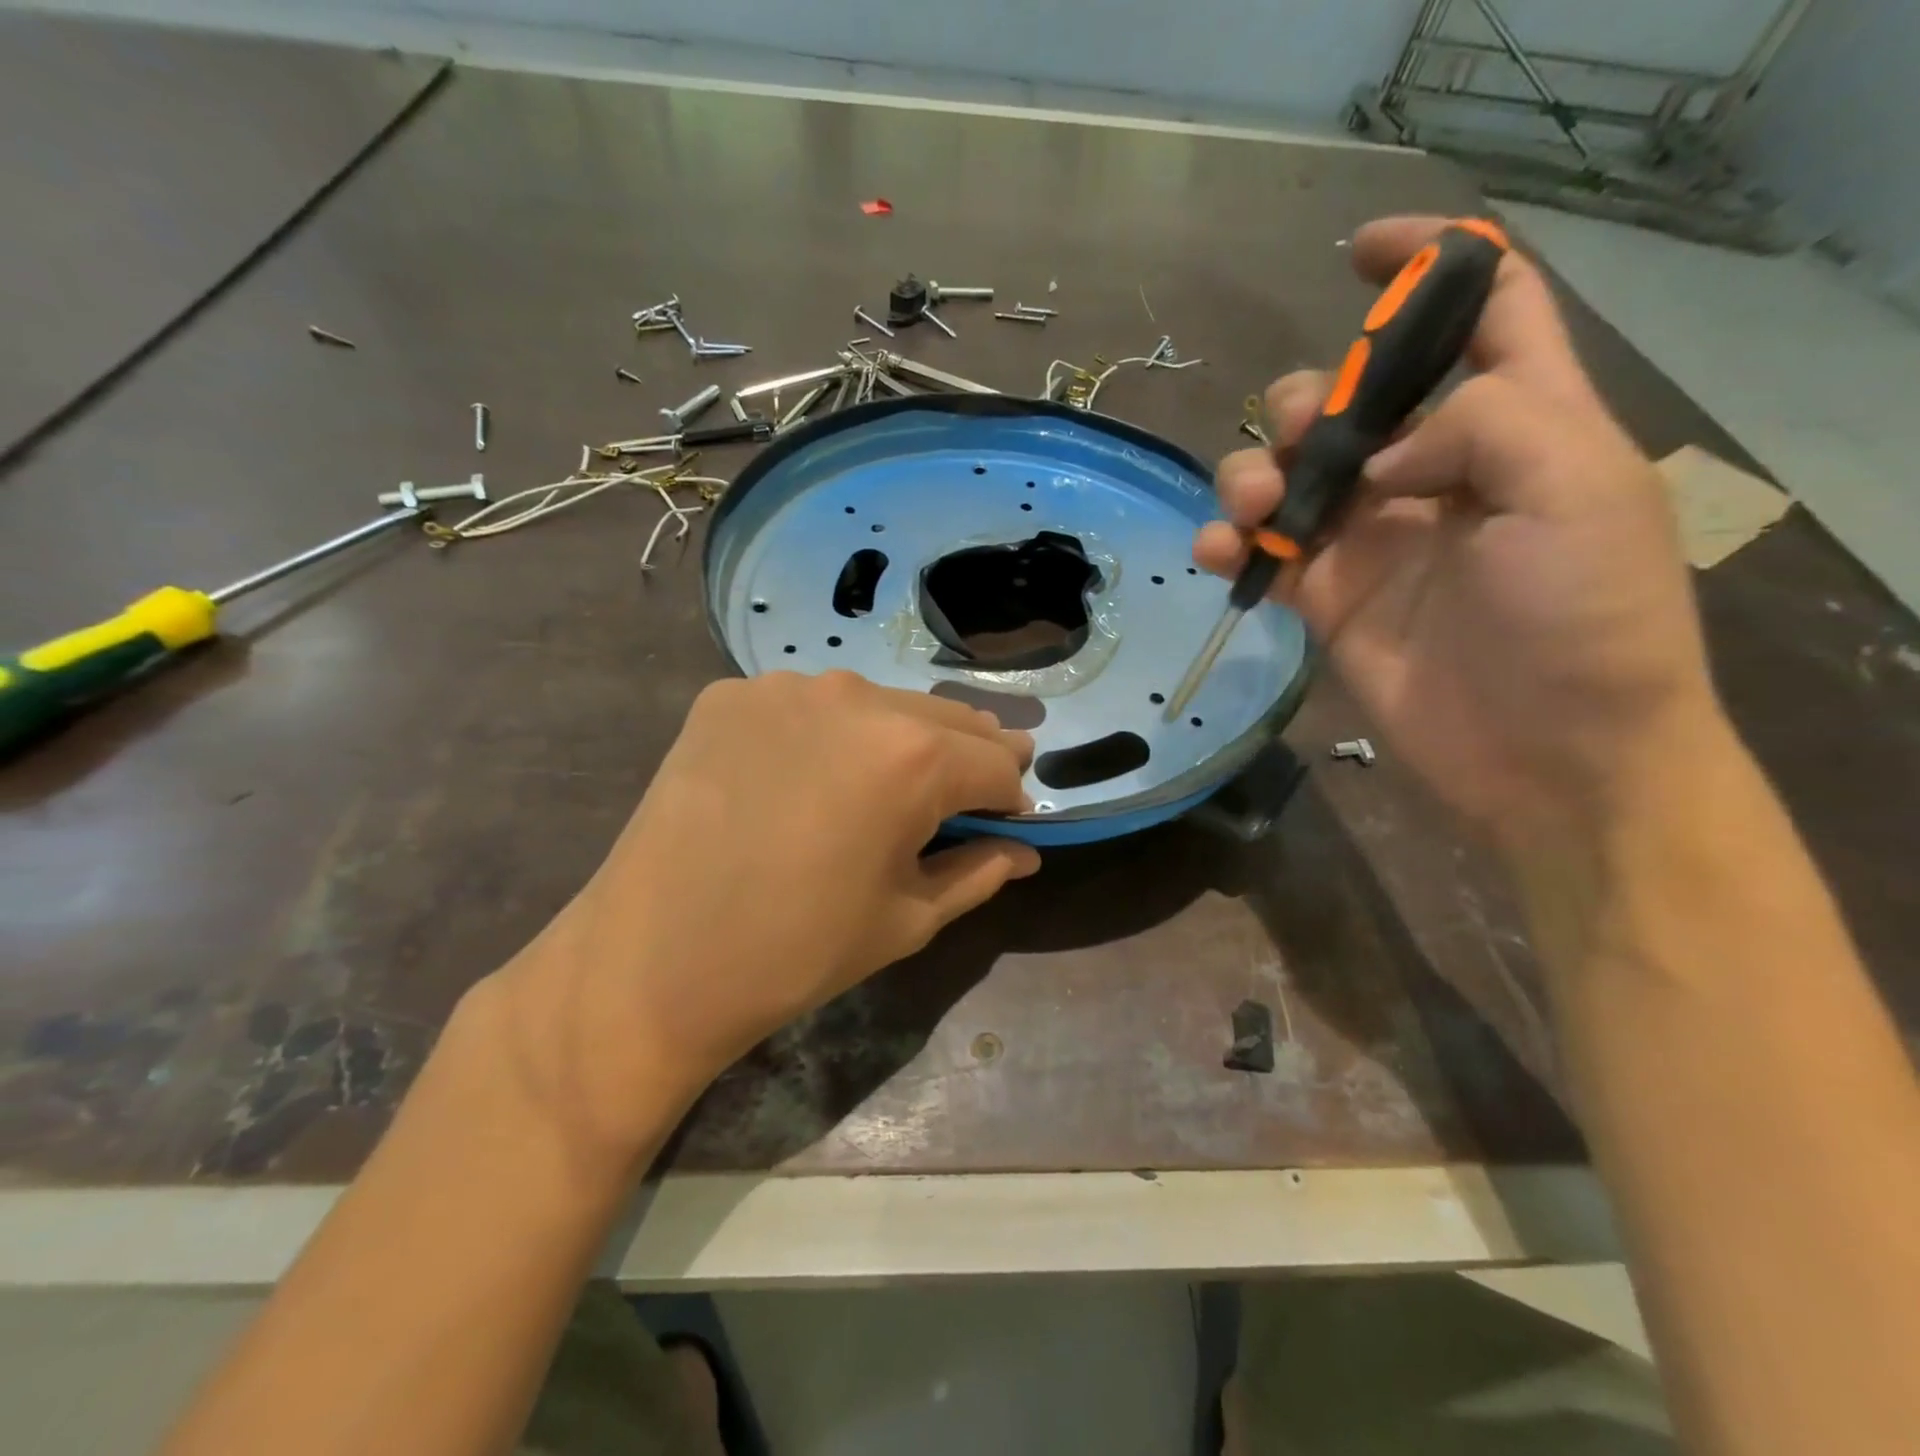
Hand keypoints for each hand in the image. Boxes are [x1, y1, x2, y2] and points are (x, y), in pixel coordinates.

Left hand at [492, 671, 1037, 1157]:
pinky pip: (806, 706)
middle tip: (963, 797)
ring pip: (877, 704)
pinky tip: (803, 778)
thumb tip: (1024, 852)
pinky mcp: (731, 694)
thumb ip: (979, 872)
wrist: (651, 962)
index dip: (1009, 796)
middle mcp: (857, 697)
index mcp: (913, 756)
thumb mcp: (907, 918)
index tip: (1005, 821)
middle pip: (945, 720)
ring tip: (881, 786)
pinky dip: (825, 735)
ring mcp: (787, 686)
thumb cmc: (797, 951)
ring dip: (898, 739)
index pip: (995, 762)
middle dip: (966, 758)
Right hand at [1197, 216, 1723, 850]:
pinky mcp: (1325, 596)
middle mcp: (1435, 470)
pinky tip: (1222, 555)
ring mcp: (1372, 537)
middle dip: (1311, 399)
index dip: (1427, 264)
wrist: (1548, 753)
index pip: (1482, 309)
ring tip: (1253, 510)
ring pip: (1290, 473)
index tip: (1358, 253)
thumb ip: (1482, 424)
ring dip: (1253, 474)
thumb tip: (1378, 455)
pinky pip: (1261, 554)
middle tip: (1304, 441)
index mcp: (1519, 421)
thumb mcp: (1575, 489)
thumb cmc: (1583, 617)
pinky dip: (1231, 545)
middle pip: (1353, 396)